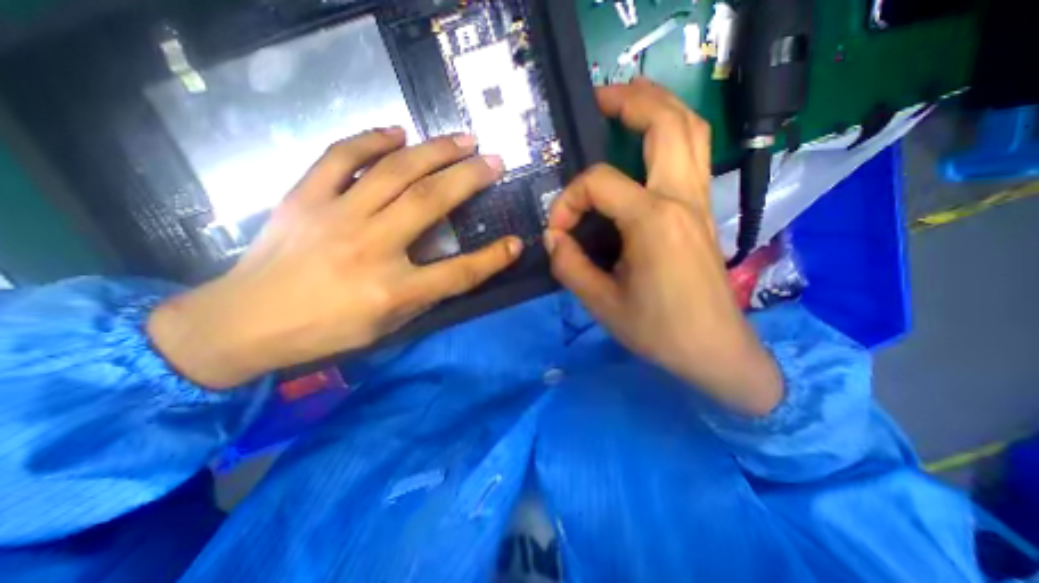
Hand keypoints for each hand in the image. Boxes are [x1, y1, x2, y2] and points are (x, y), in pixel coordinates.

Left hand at [148, 131, 519, 390]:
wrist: (244, 323)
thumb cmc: (326, 332)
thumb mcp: (387, 326)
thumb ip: (425, 294)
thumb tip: (455, 265)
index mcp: (393, 290)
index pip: (459, 272)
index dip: (493, 258)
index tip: (515, 243)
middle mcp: (370, 247)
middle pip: (431, 202)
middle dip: (470, 178)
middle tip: (494, 160)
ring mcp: (335, 217)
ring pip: (394, 171)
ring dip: (433, 151)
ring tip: (461, 139)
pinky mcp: (305, 198)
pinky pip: (339, 157)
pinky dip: (370, 139)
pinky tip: (396, 133)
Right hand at [544, 81, 778, 415]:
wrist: (713, 350)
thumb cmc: (658, 330)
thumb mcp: (601, 303)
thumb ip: (570, 265)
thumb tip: (554, 238)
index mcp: (653, 221)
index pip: (599, 183)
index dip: (568, 202)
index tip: (558, 232)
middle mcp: (681, 199)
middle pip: (667, 123)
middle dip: (632, 101)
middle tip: (600, 99)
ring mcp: (699, 202)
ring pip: (691, 131)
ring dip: (659, 107)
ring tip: (628, 102)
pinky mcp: (703, 213)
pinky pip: (693, 156)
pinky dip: (672, 134)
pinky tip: (650, 143)